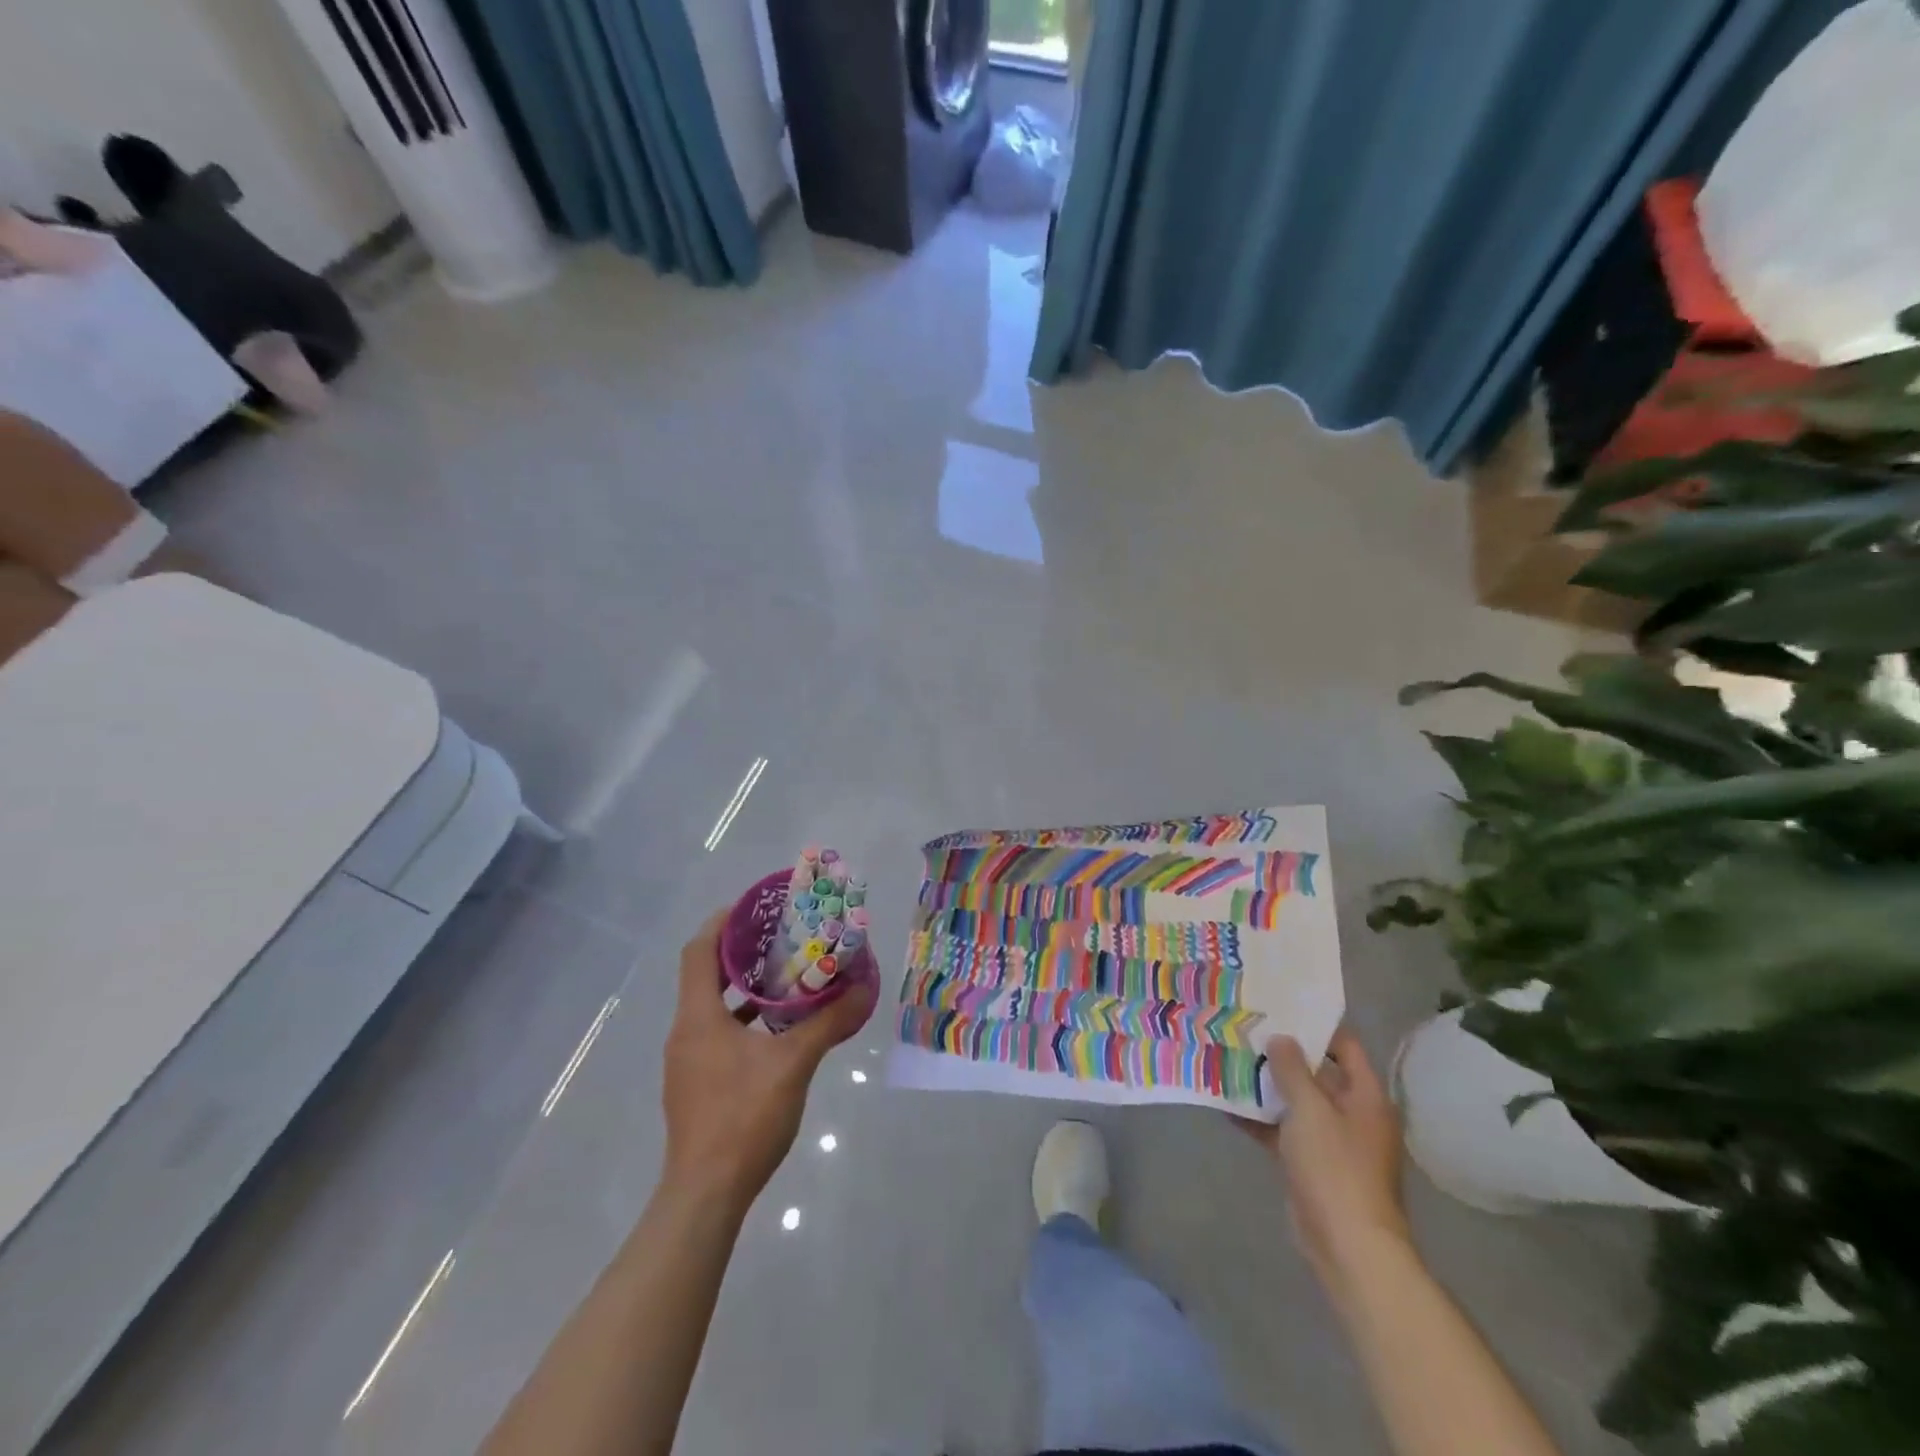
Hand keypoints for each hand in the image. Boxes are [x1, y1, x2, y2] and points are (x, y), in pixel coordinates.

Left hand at [660, 909, 875, 1212]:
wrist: (705, 1195)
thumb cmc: (743, 1118)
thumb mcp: (794, 1064)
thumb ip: (828, 1022)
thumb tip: (864, 987)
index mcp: (698, 1017)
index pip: (699, 952)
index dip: (722, 923)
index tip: (754, 907)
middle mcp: (685, 1032)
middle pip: (705, 975)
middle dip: (741, 952)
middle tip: (781, 937)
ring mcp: (687, 1062)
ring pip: (712, 1007)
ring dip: (744, 988)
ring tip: (786, 976)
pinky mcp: (696, 1085)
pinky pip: (717, 1033)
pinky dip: (743, 1019)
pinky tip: (778, 1029)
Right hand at [1242, 1029, 1409, 1292]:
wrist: (1347, 1245)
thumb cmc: (1335, 1167)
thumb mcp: (1310, 1109)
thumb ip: (1292, 1069)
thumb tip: (1281, 1038)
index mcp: (1365, 1097)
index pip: (1345, 1047)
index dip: (1315, 1027)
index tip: (1279, 1010)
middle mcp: (1351, 1114)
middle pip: (1317, 1073)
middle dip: (1282, 1055)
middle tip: (1245, 1031)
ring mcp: (1330, 1141)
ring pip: (1295, 1103)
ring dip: (1266, 1086)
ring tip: (1228, 1060)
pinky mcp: (1310, 1165)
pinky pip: (1282, 1131)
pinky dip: (1259, 1119)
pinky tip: (1225, 1104)